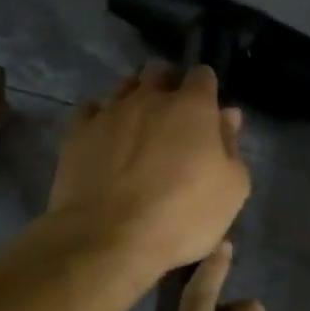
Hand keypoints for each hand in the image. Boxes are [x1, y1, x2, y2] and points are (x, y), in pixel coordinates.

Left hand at [48, 63, 250, 282]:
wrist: (109, 239)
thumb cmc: (182, 215)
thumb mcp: (231, 189)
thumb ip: (231, 146)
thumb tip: (227, 116)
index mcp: (193, 106)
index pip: (202, 75)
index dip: (206, 89)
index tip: (207, 110)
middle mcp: (150, 98)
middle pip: (159, 71)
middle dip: (167, 83)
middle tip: (172, 114)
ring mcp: (110, 112)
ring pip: (124, 86)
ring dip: (134, 96)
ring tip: (138, 123)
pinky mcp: (78, 132)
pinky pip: (90, 110)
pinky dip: (100, 117)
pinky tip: (104, 135)